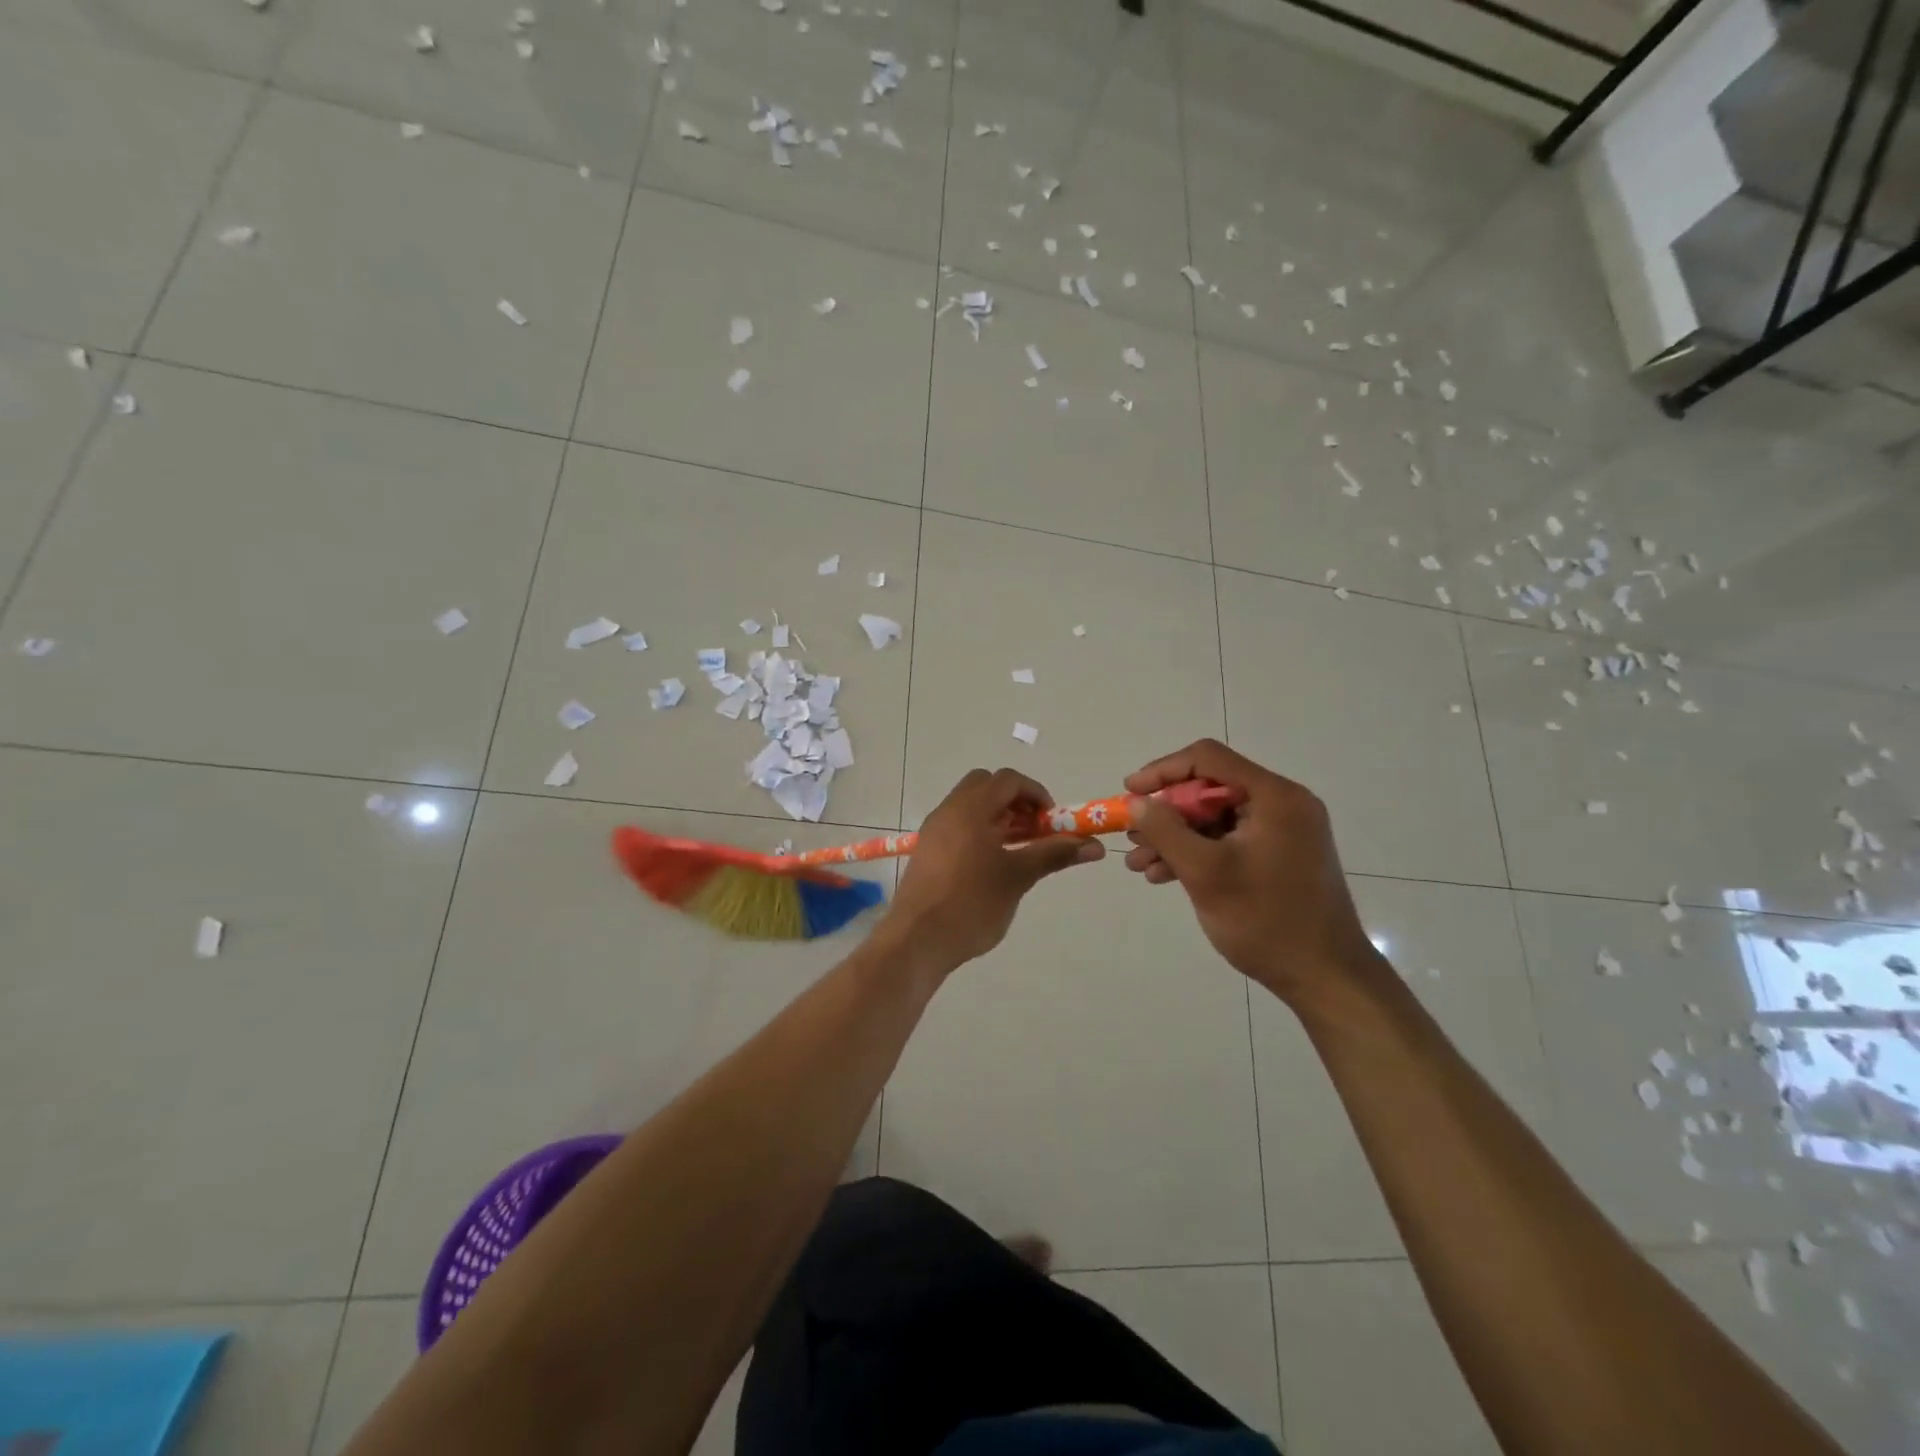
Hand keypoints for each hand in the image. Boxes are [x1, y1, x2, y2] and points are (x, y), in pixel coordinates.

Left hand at [883, 768, 1104, 974]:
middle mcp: (949, 810)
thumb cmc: (972, 903)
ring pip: (970, 806)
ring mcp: (934, 830)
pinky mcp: (927, 851)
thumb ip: (1054, 854)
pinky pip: (957, 826)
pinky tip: (992, 866)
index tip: (1053, 822)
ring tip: (1018, 851)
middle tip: (1034, 831)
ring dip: (997, 817)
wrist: (917, 940)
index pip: (1008, 780)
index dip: (1036, 794)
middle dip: (1015, 802)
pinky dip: (979, 831)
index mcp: (970, 808)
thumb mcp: (1018, 877)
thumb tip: (1095, 846)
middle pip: (986, 786)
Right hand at [1122, 740, 1383, 1007]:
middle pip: (1210, 789)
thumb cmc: (1265, 920)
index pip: (1208, 759)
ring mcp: (1282, 832)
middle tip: (1133, 836)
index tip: (1130, 792)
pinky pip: (1228, 841)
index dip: (1162, 771)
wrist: (1325, 978)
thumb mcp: (1206, 873)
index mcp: (1273, 797)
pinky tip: (1164, 875)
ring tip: (1139, 864)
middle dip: (1165, 813)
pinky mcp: (1278, 857)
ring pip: (1215, 819)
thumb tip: (1137, 801)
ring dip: (1175, 837)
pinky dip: (1197, 853)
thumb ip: (1166, 831)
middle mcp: (1282, 805)